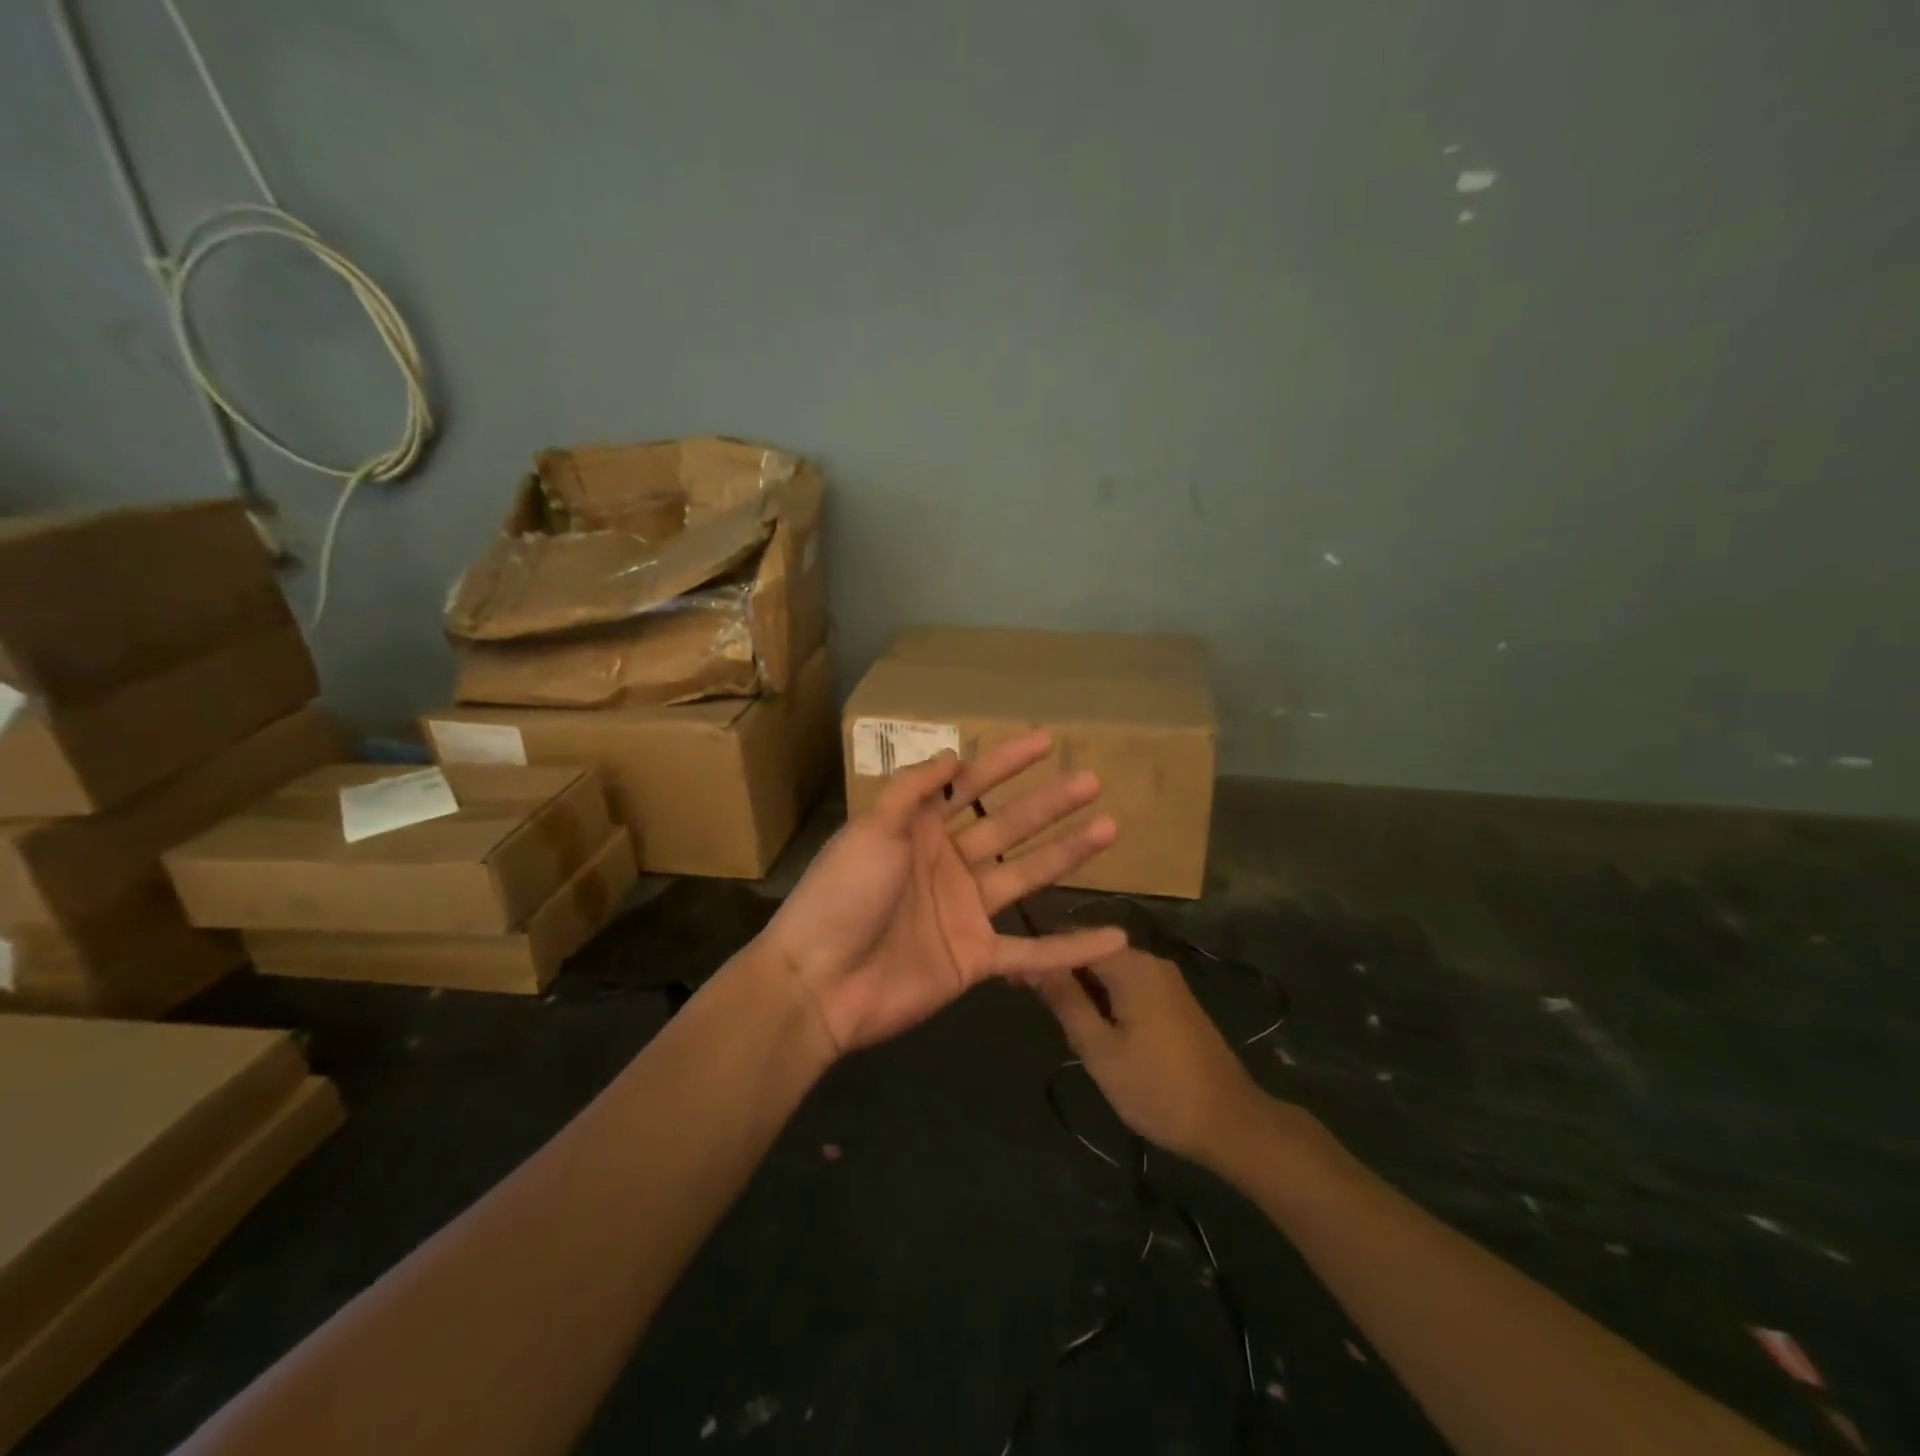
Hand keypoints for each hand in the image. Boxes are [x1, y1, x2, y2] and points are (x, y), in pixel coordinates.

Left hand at [761, 732, 1129, 1052]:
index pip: (971, 787)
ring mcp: (965, 912)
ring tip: (1110, 828)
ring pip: (1027, 877)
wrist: (818, 984)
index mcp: (920, 831)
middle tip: (1092, 780)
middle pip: (1008, 827)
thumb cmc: (842, 896)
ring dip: (1068, 855)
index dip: (1006, 763)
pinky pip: (1032, 953)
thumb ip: (914, 791)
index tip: (1046, 741)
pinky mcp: (976, 958)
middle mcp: (948, 865)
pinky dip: (1071, 948)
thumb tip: (954, 754)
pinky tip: (1114, 938)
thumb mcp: (871, 830)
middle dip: (1049, 803)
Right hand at [1033, 949, 1268, 1166]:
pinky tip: (1096, 1027)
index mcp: (1131, 966)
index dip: (1041, 955)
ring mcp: (1167, 981)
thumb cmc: (1157, 1089)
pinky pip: (1130, 985)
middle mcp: (1150, 962)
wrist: (1231, 1123)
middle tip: (1032, 1003)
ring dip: (1083, 987)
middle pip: (1093, 952)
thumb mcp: (1100, 1050)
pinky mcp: (1176, 1001)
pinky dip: (1107, 998)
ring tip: (1059, 1019)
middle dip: (1062, 972)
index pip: (1074, 940)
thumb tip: (1034, 962)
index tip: (1014, 978)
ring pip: (1111, 971)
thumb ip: (1066, 1001)